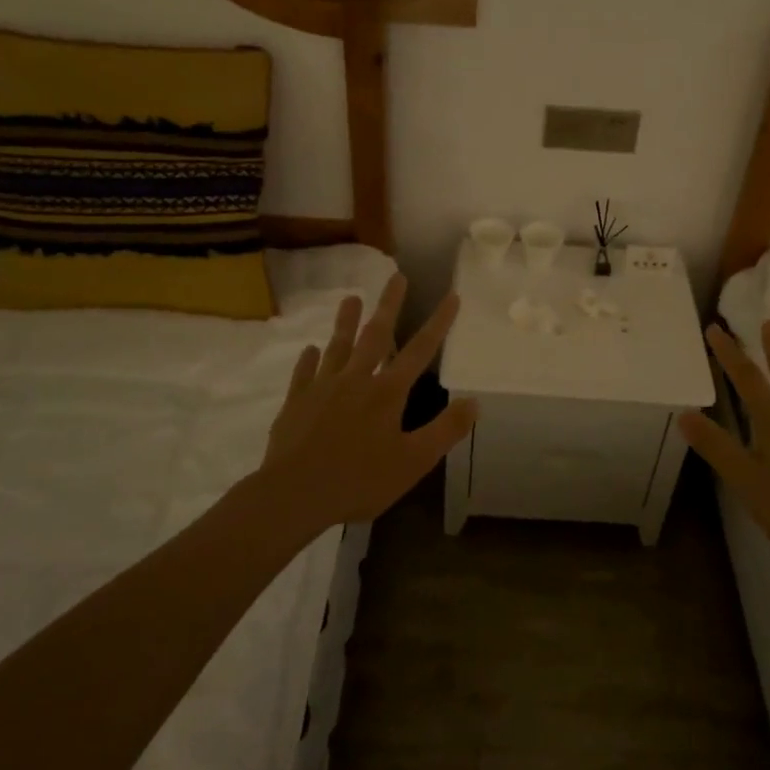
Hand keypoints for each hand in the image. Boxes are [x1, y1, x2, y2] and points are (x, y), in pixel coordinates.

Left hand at [260, 273, 478, 529]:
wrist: (294, 493)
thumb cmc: (359, 480)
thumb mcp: (413, 462)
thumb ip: (445, 430)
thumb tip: (475, 402)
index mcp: (387, 393)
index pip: (419, 350)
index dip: (438, 322)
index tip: (451, 295)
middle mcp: (356, 380)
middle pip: (376, 335)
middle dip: (389, 304)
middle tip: (396, 276)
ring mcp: (323, 388)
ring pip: (338, 346)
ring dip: (346, 322)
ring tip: (351, 297)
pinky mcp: (297, 401)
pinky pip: (304, 372)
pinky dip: (309, 359)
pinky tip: (310, 349)